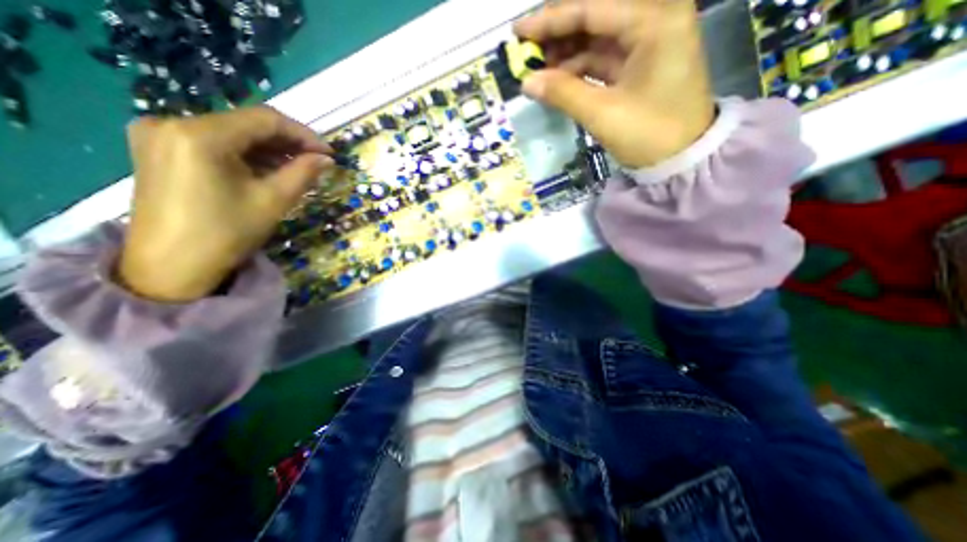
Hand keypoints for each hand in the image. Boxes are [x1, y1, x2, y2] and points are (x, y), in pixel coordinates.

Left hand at [120, 108, 332, 301]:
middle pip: (247, 124)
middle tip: (317, 161)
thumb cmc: (226, 233)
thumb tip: (326, 159)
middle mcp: (172, 122)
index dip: (303, 133)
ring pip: (233, 134)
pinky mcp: (161, 150)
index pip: (264, 119)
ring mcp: (161, 135)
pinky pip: (217, 144)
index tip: (328, 152)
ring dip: (270, 150)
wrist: (171, 266)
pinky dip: (248, 155)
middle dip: (288, 142)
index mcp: (199, 134)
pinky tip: (270, 170)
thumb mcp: (274, 201)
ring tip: (299, 168)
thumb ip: (303, 173)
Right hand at [517, 0, 712, 166]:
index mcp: (654, 21)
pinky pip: (602, 59)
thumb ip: (563, 93)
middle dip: (558, 35)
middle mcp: (654, 20)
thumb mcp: (603, 114)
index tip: (518, 32)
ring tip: (538, 70)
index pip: (592, 9)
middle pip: (595, 18)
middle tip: (526, 52)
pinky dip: (578, 70)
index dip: (551, 20)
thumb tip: (527, 82)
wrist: (682, 159)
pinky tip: (558, 80)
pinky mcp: (640, 65)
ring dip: (566, 54)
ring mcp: (648, 43)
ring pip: (596, 40)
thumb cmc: (649, 135)